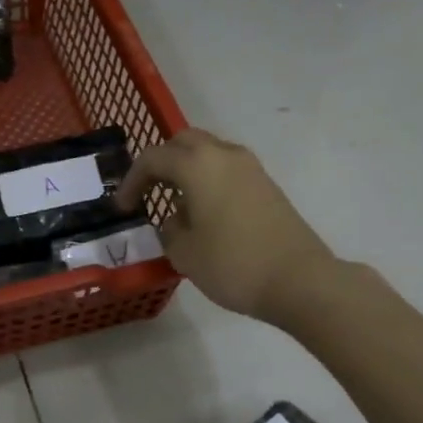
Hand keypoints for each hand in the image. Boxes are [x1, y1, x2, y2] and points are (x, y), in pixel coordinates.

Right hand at [116, 128, 338, 322]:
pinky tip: (205, 214)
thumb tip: (176, 218)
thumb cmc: (233, 264)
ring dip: (187, 170)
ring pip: (209, 154)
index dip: (132, 180)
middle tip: (148, 192)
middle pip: (184, 143)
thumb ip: (170, 229)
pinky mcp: (267, 185)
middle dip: (161, 163)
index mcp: (198, 164)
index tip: (123, 207)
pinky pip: (227, 170)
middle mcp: (224, 155)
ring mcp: (251, 168)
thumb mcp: (185, 253)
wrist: (299, 280)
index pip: (153, 158)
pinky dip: (209, 181)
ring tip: (176, 205)